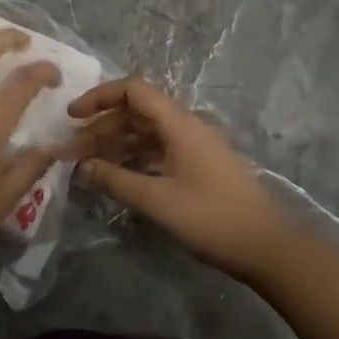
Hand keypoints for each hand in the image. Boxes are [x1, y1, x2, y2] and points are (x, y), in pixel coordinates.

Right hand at [69, 76, 292, 280]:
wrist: (266, 247)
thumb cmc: (211, 218)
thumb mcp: (157, 200)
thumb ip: (116, 180)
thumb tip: (82, 166)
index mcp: (179, 123)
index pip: (133, 90)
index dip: (100, 97)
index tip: (73, 116)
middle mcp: (187, 125)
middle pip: (137, 112)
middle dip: (102, 126)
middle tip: (72, 150)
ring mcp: (195, 145)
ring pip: (146, 132)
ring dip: (116, 143)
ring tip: (87, 163)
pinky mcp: (199, 165)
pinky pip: (159, 149)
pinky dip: (134, 156)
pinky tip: (116, 173)